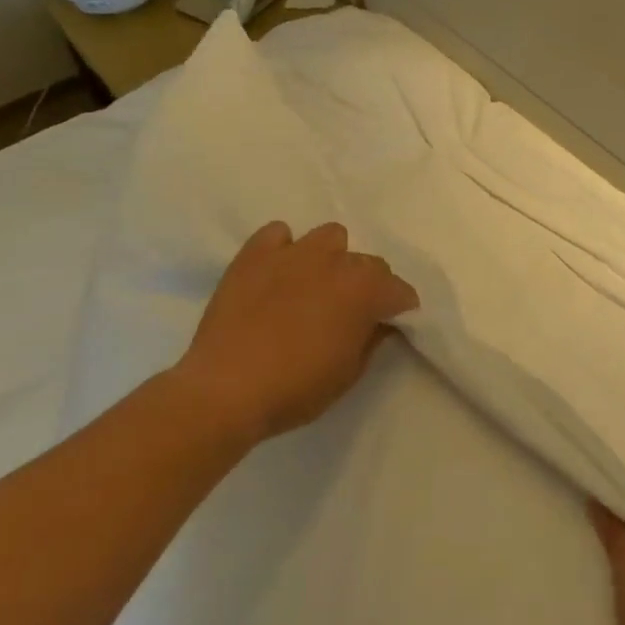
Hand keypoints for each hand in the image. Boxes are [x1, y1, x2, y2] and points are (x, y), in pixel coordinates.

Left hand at [170, 220, 418, 448]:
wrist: (224, 391)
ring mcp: (295, 252)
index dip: (400, 310)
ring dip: (332, 258)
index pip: (400, 291)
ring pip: (330, 237)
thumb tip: (381, 323)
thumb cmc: (295, 389)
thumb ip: (372, 341)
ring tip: (316, 285)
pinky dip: (283, 248)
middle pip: (369, 263)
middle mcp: (337, 261)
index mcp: (366, 290)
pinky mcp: (256, 254)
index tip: (391, 325)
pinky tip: (278, 272)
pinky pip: (278, 234)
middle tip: (351, 313)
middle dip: (368, 285)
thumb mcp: (348, 375)